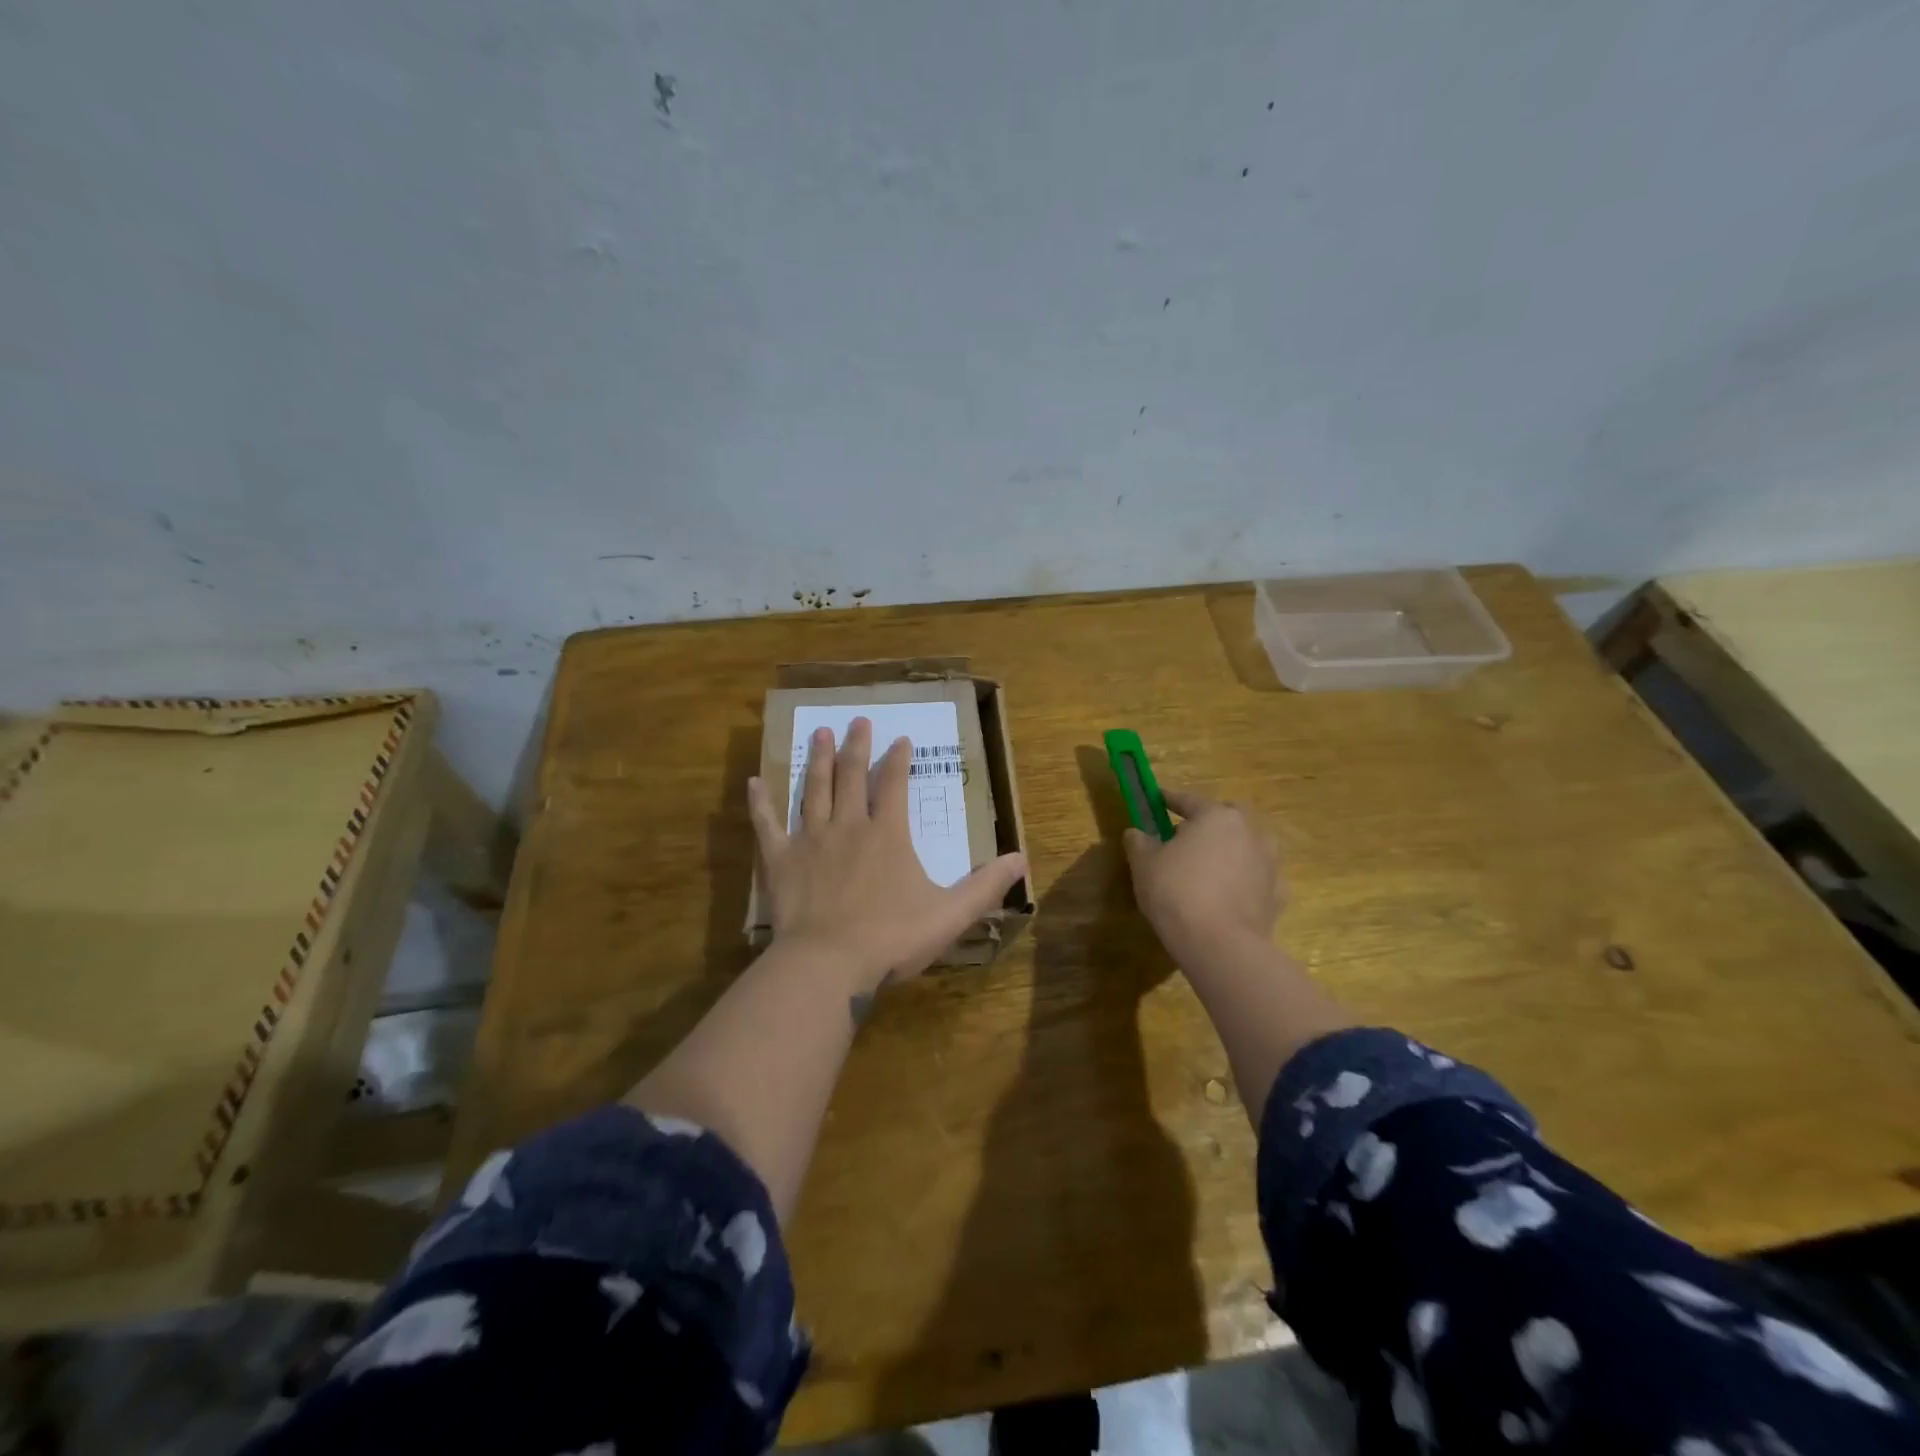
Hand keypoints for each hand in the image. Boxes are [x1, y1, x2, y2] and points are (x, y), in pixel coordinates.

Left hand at [747, 717, 1028, 993]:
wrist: (828, 964)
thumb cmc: (891, 938)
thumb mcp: (950, 914)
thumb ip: (986, 886)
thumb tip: (1022, 859)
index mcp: (887, 834)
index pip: (895, 785)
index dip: (899, 760)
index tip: (901, 739)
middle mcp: (848, 826)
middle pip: (852, 777)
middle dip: (856, 746)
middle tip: (857, 721)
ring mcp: (810, 840)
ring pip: (814, 790)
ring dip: (818, 760)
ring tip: (820, 733)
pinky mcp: (779, 860)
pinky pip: (767, 825)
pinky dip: (761, 803)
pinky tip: (756, 782)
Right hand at [1123, 788, 1283, 963]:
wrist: (1221, 945)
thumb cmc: (1177, 892)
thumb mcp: (1144, 864)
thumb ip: (1139, 842)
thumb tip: (1136, 833)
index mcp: (1217, 816)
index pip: (1190, 799)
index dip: (1170, 799)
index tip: (1157, 798)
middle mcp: (1250, 832)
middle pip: (1229, 817)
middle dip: (1210, 821)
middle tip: (1187, 836)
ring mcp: (1269, 864)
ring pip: (1248, 846)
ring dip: (1230, 850)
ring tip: (1209, 867)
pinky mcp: (1278, 895)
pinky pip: (1256, 878)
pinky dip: (1243, 881)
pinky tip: (1227, 896)